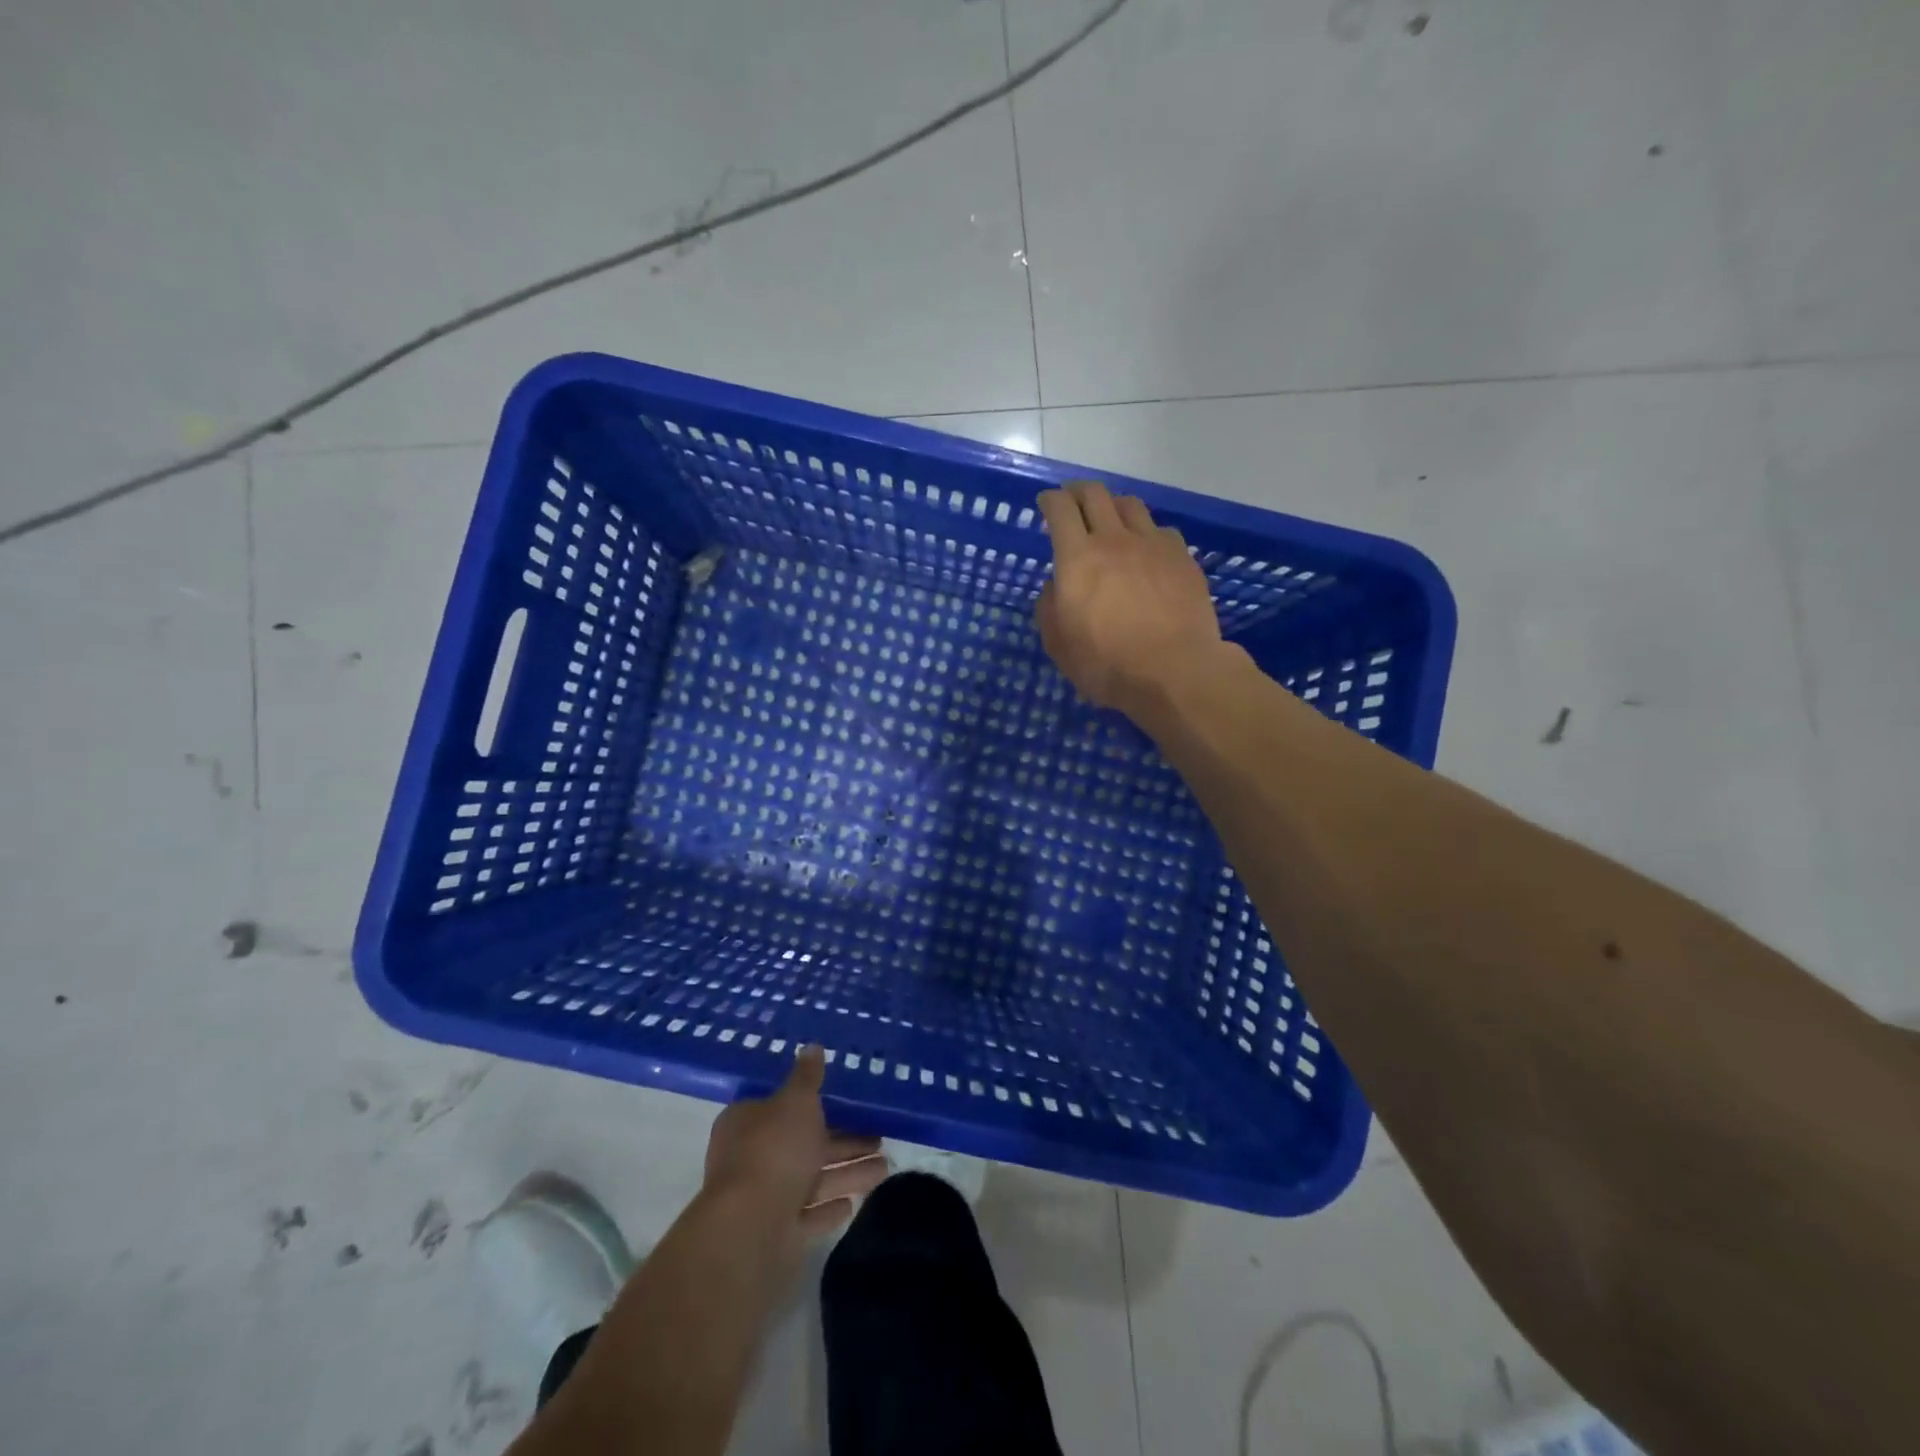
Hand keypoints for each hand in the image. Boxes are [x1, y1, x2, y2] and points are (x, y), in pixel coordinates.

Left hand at [703, 1047, 888, 1247]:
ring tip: (886, 1167)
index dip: (813, 1104)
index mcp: (748, 1122)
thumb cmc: (773, 1150)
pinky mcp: (777, 1234)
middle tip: (881, 1137)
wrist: (751, 1229)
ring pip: (813, 1179)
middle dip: (843, 1142)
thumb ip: (807, 1077)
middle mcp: (752, 1158)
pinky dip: (830, 1208)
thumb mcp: (796, 1101)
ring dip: (848, 1173)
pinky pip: (810, 1215)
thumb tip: (812, 1046)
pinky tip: (853, 1204)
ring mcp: (764, 1198)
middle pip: (804, 1144)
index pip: (781, 1106)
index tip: (846, 1103)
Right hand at [1036, 480, 1224, 713]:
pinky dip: (1147, 533)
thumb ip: (1050, 608)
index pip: (1060, 509)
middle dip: (1078, 492)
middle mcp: (1114, 539)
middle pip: (1095, 494)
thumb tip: (1056, 586)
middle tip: (1072, 501)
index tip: (1045, 504)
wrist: (1175, 671)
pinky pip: (1161, 530)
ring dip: (1113, 506)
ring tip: (1110, 519)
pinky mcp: (1182, 558)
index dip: (1050, 500)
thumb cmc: (1108, 664)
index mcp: (1077, 558)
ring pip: (1131, 505)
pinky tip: (1147, 550)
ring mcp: (1153, 545)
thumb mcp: (1059, 645)